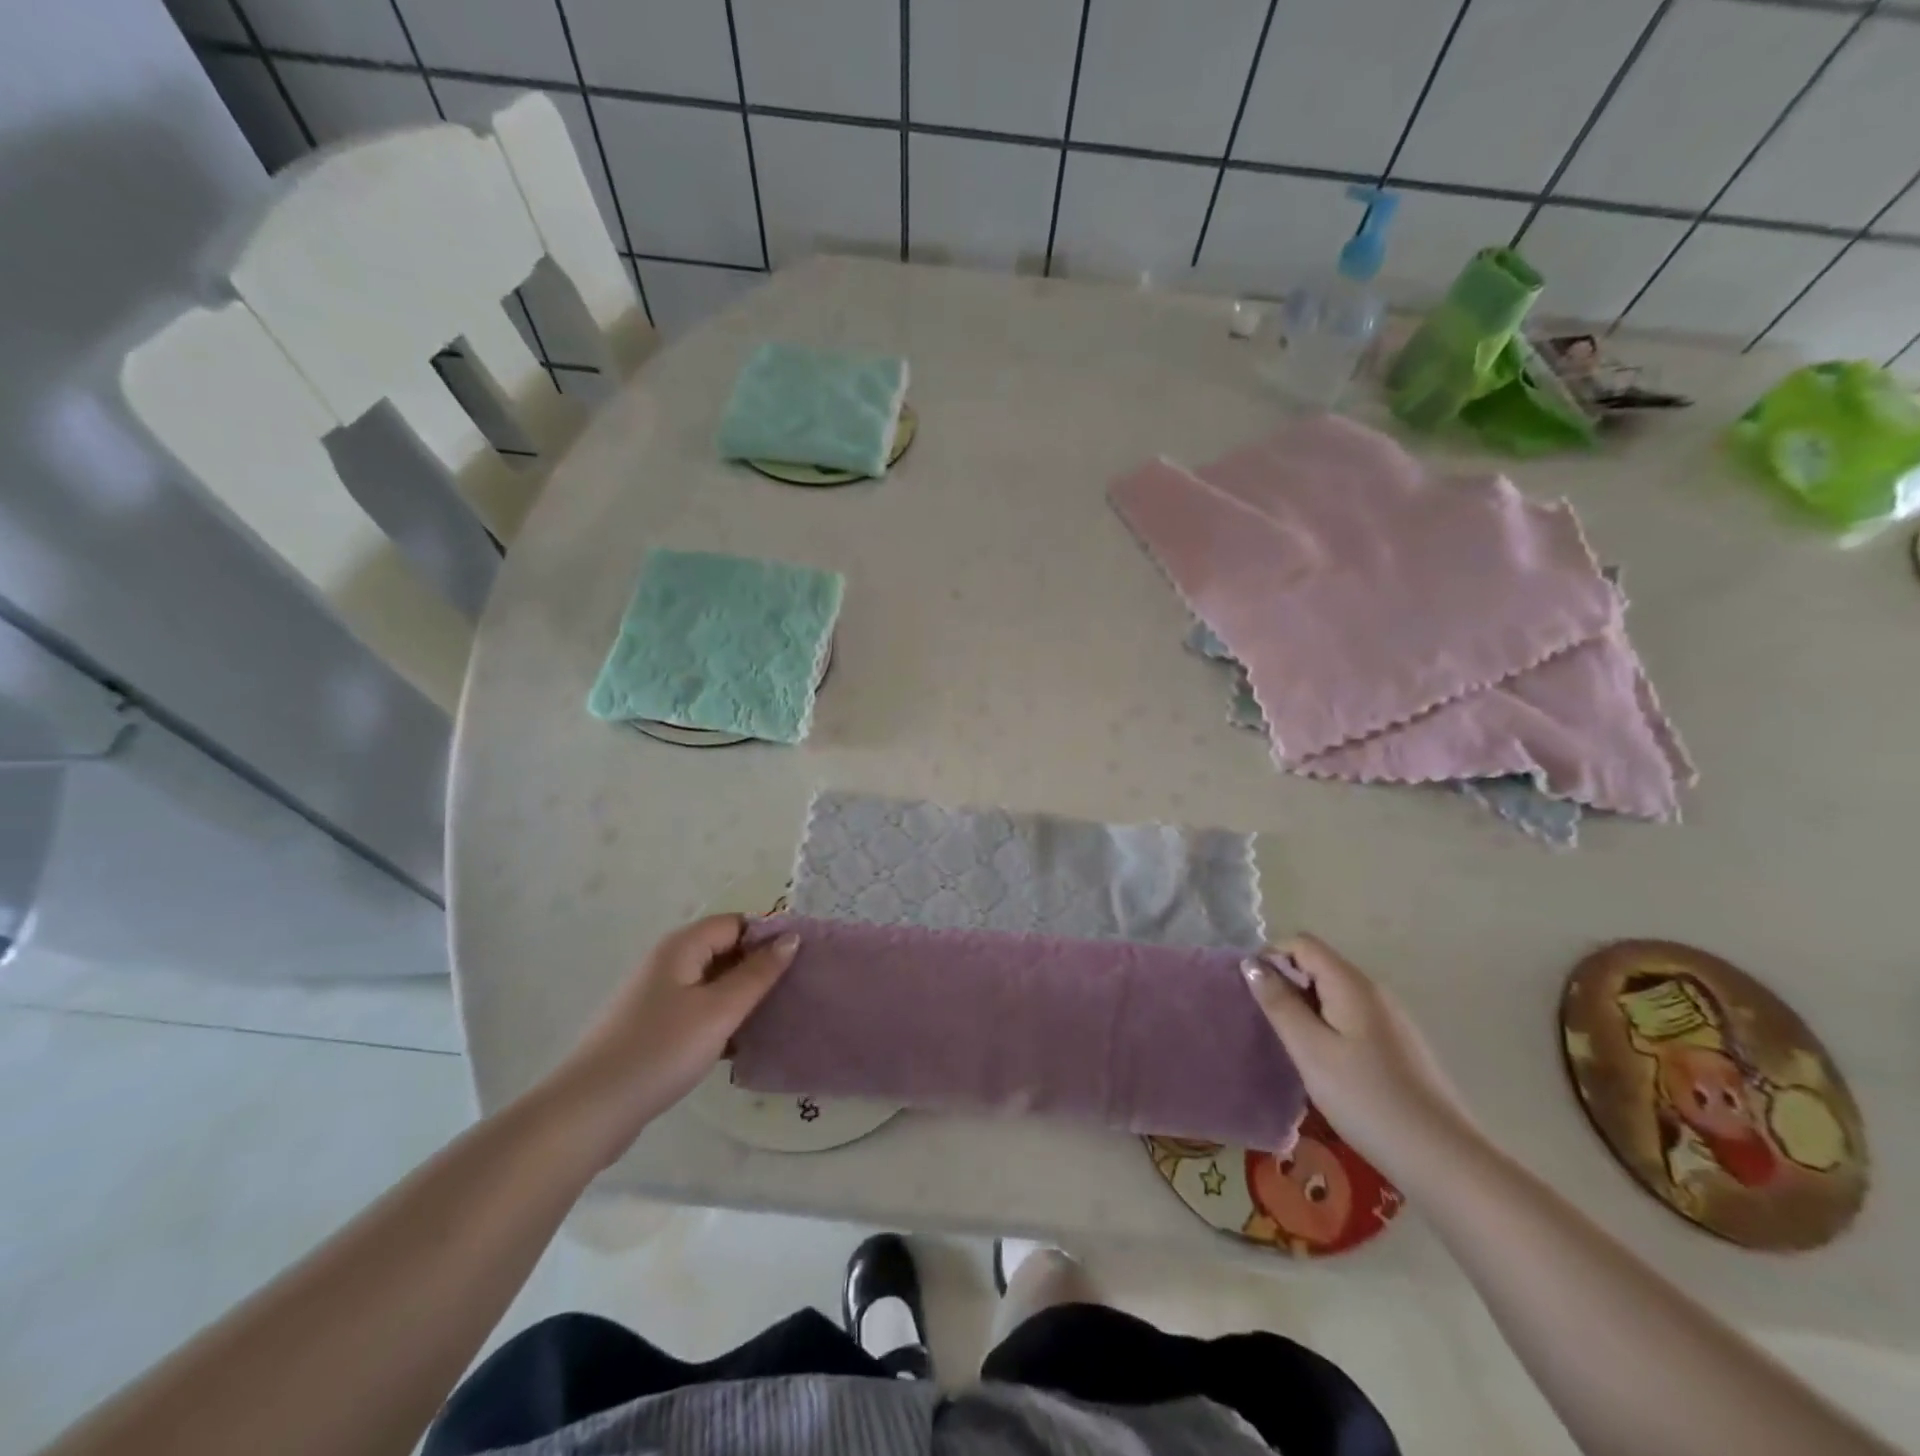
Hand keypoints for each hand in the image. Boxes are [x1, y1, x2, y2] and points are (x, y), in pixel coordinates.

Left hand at [549, 915, 798, 1164]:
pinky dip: (720, 1020)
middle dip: (758, 968)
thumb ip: (758, 973)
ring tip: (775, 1018)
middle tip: (794, 991)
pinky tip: (740, 1045)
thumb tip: (791, 937)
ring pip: (712, 984)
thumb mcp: (719, 1010)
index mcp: (682, 946)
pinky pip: (697, 1010)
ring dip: (741, 998)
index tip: (801, 962)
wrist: (590, 1111)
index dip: (768, 936)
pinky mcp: (652, 1028)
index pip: (736, 923)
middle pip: (724, 950)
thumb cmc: (660, 1050)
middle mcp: (668, 962)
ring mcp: (657, 996)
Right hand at [1243, 934, 1482, 1179]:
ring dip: (1306, 1007)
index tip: (1252, 992)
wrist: (1442, 1159)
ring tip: (1291, 1045)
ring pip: (1334, 993)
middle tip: (1267, 1023)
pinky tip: (1325, 1064)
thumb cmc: (1366, 1099)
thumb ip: (1279, 1003)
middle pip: (1319, 965)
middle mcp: (1374, 991)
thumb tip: (1251, 963)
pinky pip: (1351, 1016)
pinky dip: (1328, 1026)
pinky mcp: (1398, 1044)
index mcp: (1352, 984)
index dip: (1271, 957)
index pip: (1302, 944)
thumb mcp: (1310, 1050)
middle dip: (1286, 983)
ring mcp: (1391, 1018)